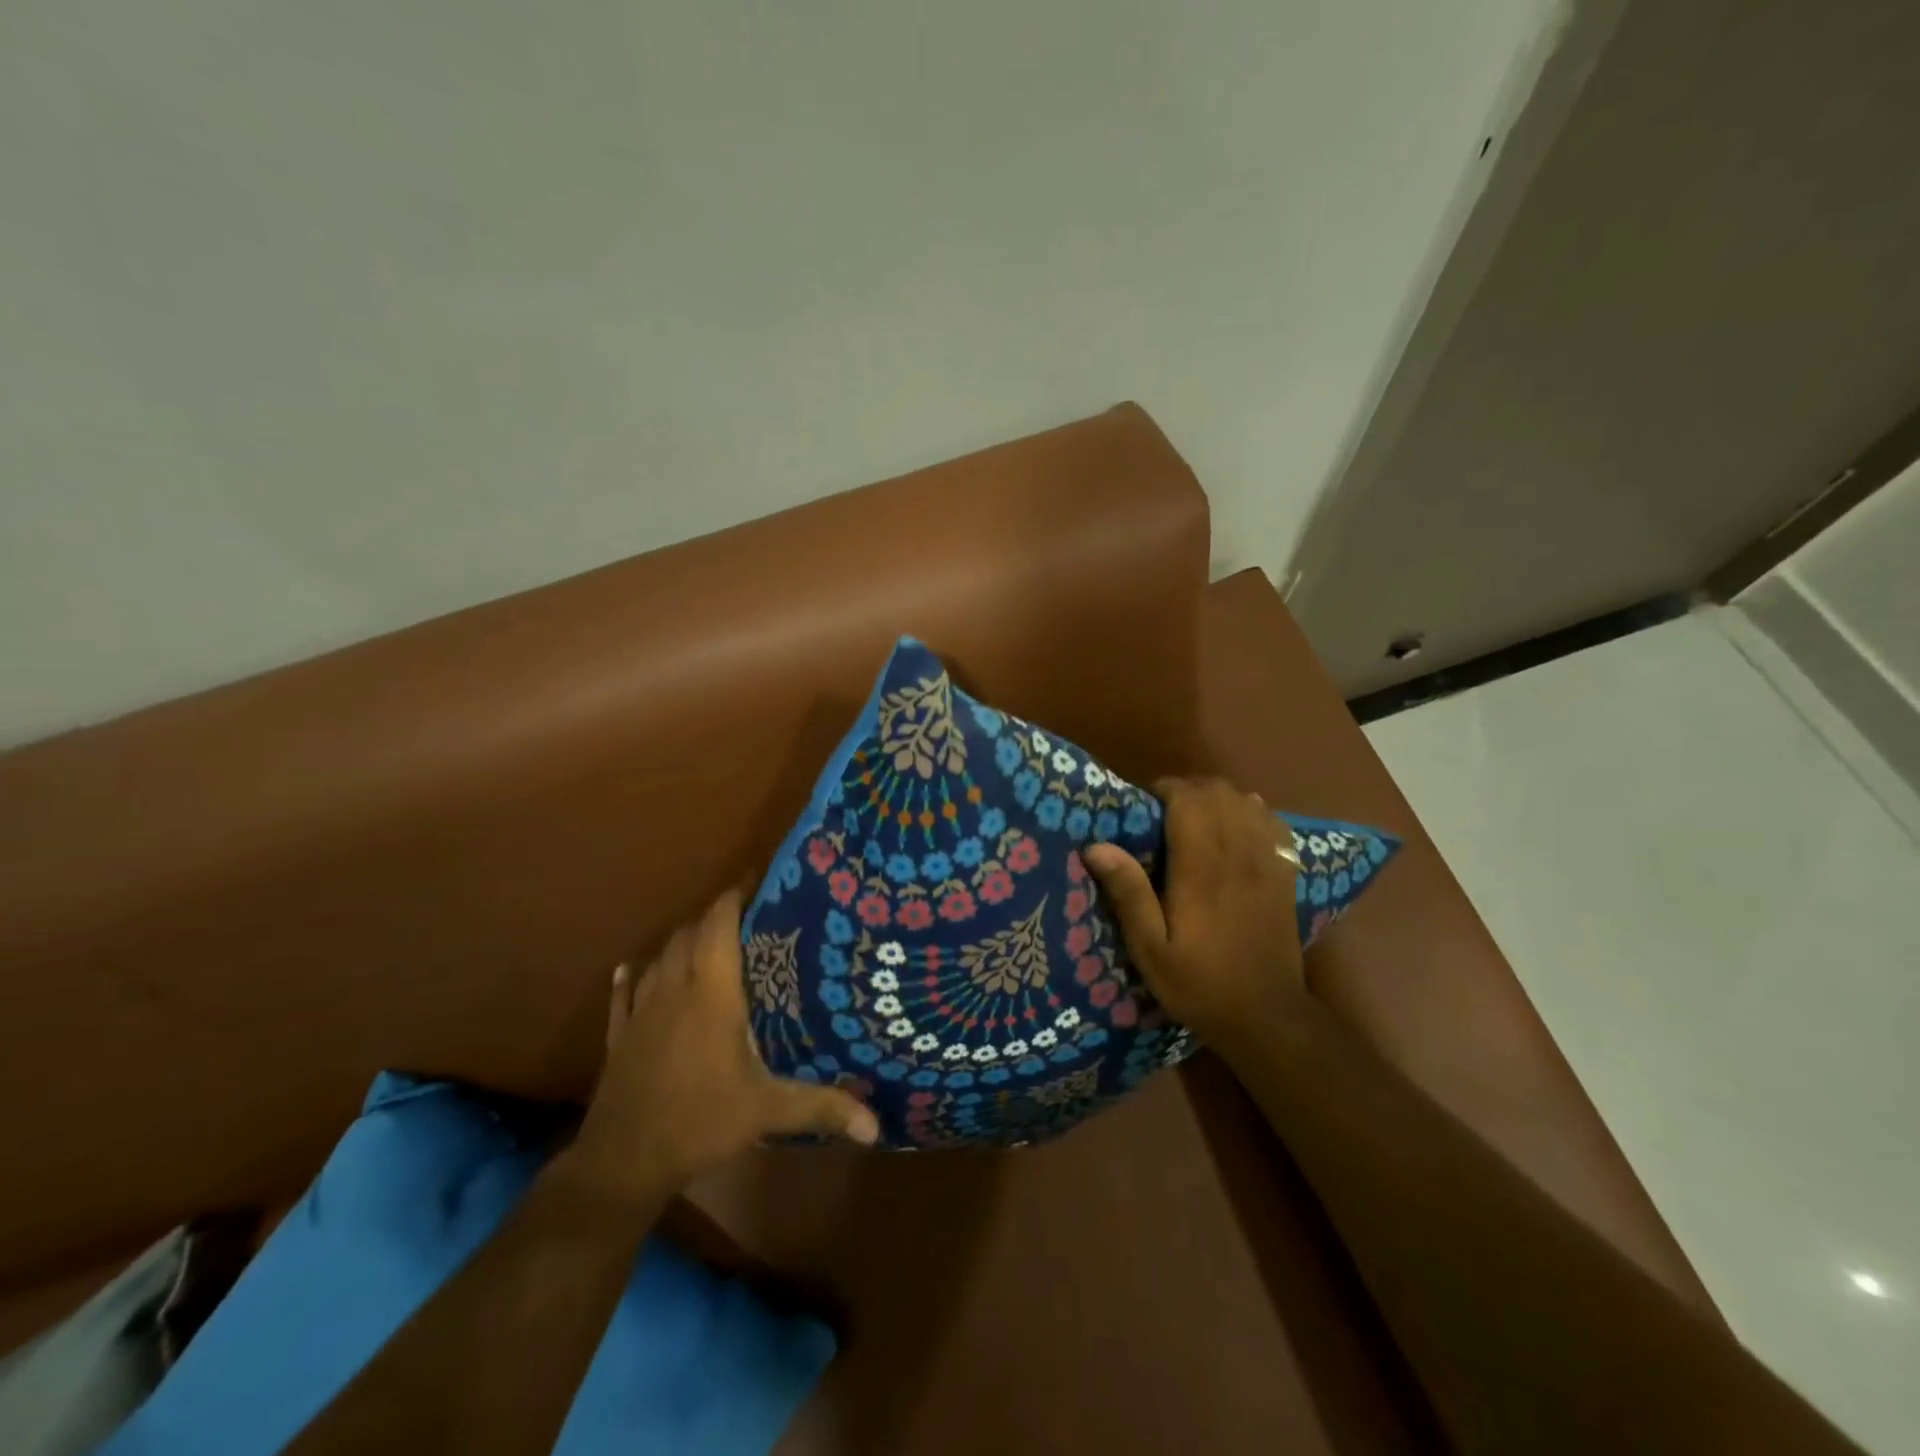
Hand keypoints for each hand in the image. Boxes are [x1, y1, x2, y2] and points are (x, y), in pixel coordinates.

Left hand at [572, 888, 878, 1202]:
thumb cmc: (700, 1121)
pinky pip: (623, 994)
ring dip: (682, 942)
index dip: (735, 896)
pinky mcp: (620, 1035)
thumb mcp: (767, 1112)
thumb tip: (876, 1126)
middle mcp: (675, 989)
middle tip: (748, 914)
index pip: (719, 925)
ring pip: (661, 957)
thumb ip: (822, 1107)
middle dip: (715, 915)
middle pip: (690, 933)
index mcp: (711, 993)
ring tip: (708, 940)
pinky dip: (631, 977)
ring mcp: (642, 1011)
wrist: (621, 1162)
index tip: (757, 880)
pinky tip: (632, 969)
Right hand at [1081, 777, 1304, 1050]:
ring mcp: (1267, 862)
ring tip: (1195, 816)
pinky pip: (1272, 822)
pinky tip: (1237, 825)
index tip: (1144, 806)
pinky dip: (1252, 811)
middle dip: (1188, 789)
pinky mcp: (1285, 873)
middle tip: (1163, 811)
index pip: (1189, 800)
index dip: (1165, 790)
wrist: (1267, 1017)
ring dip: (1218, 797)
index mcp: (1202, 869)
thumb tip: (1096, 845)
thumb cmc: (1199, 983)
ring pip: (1246, 801)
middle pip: (1218, 792)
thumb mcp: (1150, 950)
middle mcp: (1238, 854)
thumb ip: (1128, 895)